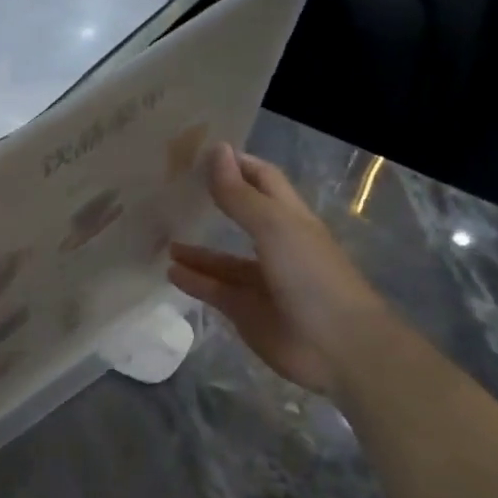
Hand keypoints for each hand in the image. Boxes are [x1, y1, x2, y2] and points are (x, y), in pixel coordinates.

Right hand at [168, 144, 386, 396]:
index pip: (262, 179)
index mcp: (290, 219)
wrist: (337, 346)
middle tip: (168, 190)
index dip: (235, 164)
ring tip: (160, 236)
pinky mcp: (246, 311)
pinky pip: (214, 290)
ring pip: (222, 259)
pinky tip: (169, 272)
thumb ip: (240, 195)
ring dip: (196, 249)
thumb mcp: (274, 228)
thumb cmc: (311, 276)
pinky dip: (193, 281)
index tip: (196, 152)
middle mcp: (276, 245)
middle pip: (240, 216)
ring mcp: (261, 281)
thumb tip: (215, 150)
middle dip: (211, 202)